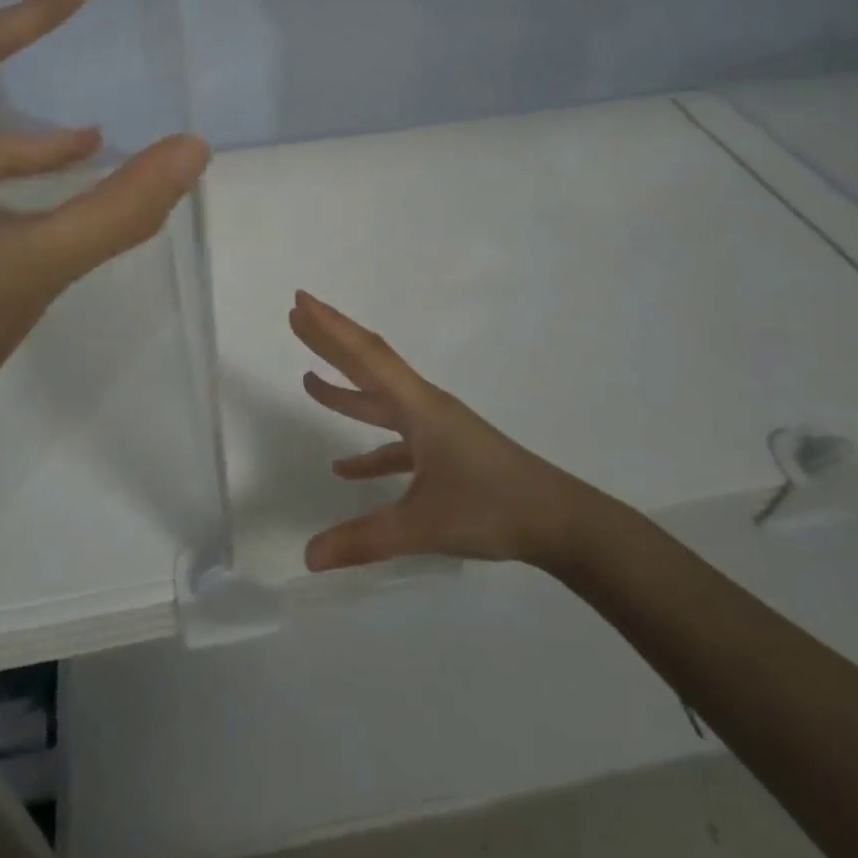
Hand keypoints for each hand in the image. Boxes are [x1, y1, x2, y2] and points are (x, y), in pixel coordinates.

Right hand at [290, 291, 605, 576]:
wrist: (560, 522)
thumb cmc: (492, 508)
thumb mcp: (424, 525)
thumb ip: (364, 539)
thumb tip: (307, 556)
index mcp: (419, 407)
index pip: (366, 356)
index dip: (330, 327)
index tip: (301, 300)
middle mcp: (424, 407)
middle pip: (369, 364)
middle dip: (331, 340)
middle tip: (296, 315)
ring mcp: (436, 429)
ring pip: (380, 400)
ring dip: (345, 389)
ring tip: (307, 380)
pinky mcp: (445, 454)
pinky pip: (396, 441)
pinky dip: (369, 448)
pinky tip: (345, 468)